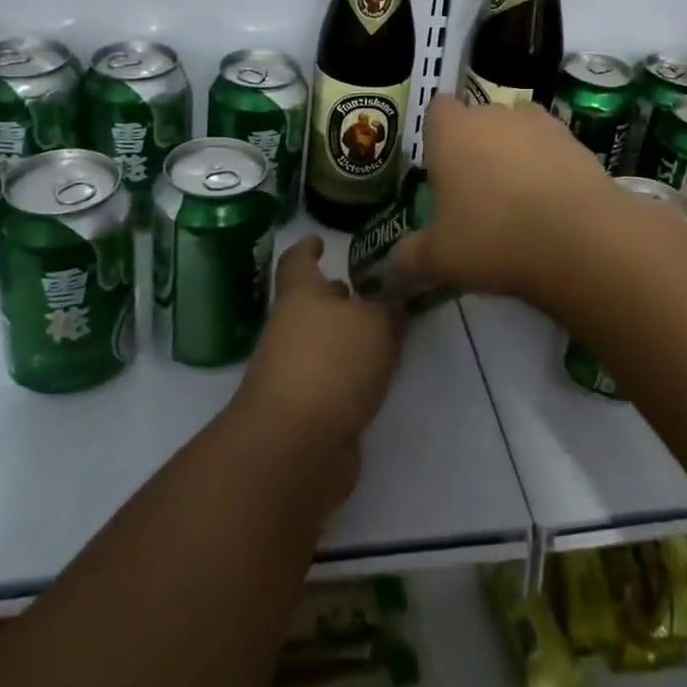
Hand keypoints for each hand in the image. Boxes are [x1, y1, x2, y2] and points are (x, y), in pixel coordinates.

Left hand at [228, 236, 404, 509]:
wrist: (296, 446)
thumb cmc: (331, 363)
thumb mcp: (375, 324)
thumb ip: (390, 311)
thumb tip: (393, 306)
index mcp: (301, 295)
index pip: (298, 262)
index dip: (307, 248)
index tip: (320, 240)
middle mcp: (292, 329)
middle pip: (313, 304)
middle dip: (339, 297)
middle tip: (373, 290)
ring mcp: (296, 373)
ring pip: (325, 344)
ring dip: (349, 338)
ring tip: (388, 331)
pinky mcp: (308, 412)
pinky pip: (334, 381)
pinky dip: (353, 375)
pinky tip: (380, 376)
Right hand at [391, 95, 621, 300]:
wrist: (578, 238)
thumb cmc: (492, 237)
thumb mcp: (439, 258)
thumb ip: (410, 256)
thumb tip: (395, 263)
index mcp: (451, 131)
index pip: (437, 110)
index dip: (438, 136)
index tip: (442, 169)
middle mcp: (493, 114)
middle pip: (478, 119)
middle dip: (477, 146)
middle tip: (477, 193)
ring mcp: (539, 123)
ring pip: (518, 130)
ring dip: (515, 152)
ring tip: (519, 198)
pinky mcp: (576, 141)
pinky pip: (552, 147)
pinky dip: (549, 166)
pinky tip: (552, 204)